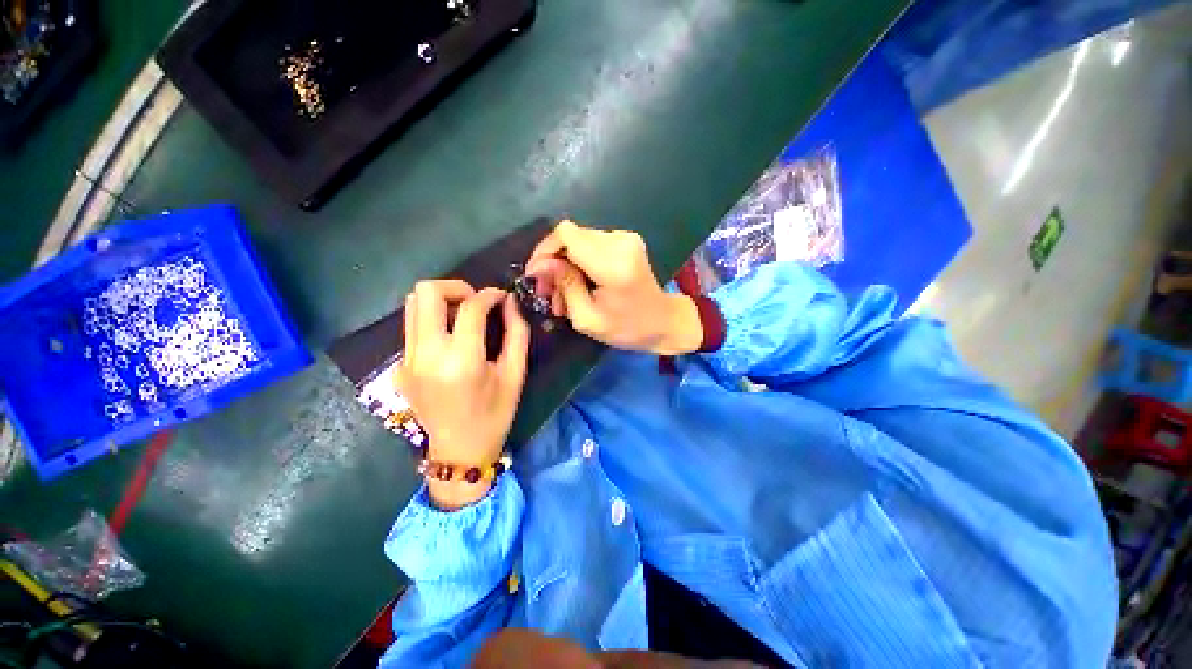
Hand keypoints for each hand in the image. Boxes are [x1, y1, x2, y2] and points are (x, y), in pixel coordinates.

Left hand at [395, 280, 529, 509]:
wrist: (459, 452)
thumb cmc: (495, 414)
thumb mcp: (515, 374)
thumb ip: (517, 333)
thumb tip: (510, 302)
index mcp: (461, 361)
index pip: (470, 307)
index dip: (490, 295)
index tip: (502, 298)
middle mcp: (426, 356)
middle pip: (426, 292)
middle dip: (456, 287)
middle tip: (477, 303)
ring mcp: (406, 361)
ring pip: (412, 304)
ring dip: (441, 300)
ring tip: (464, 317)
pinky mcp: (399, 367)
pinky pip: (413, 326)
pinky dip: (433, 320)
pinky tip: (452, 338)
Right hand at [526, 220, 702, 354]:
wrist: (664, 322)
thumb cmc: (628, 329)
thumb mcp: (588, 319)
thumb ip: (565, 286)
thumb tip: (541, 265)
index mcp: (613, 264)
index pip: (567, 235)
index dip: (545, 250)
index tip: (536, 275)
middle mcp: (620, 242)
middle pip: (570, 236)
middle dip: (553, 262)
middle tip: (547, 292)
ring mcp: (625, 238)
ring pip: (578, 240)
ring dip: (565, 265)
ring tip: (562, 295)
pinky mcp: (626, 240)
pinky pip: (590, 244)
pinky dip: (578, 262)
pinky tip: (577, 285)